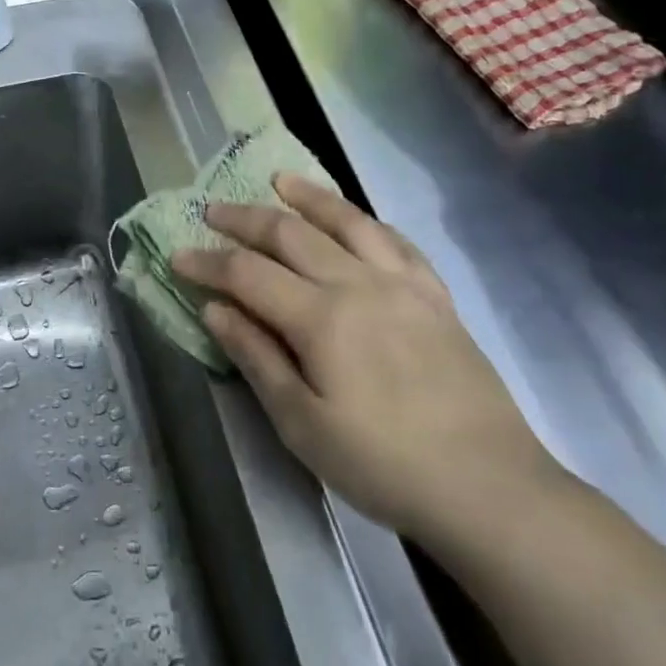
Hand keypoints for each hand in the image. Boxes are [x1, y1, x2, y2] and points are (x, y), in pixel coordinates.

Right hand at [173, 175, 558, 538]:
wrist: (488, 485)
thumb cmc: (383, 464)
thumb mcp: (303, 425)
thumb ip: (257, 358)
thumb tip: (215, 309)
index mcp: (321, 317)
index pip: (248, 273)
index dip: (208, 262)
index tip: (177, 255)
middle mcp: (359, 283)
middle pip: (291, 234)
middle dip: (245, 219)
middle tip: (212, 210)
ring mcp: (403, 284)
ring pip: (347, 221)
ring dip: (308, 197)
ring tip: (279, 180)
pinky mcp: (435, 295)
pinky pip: (395, 241)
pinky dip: (365, 221)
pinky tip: (354, 218)